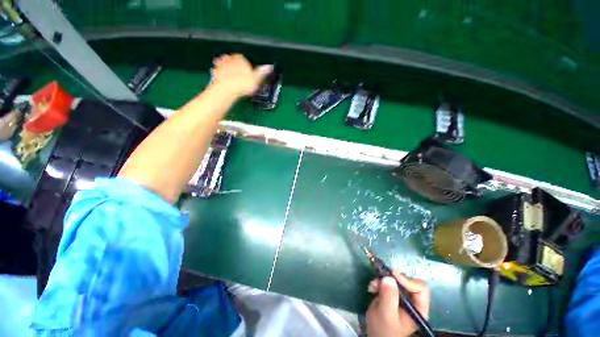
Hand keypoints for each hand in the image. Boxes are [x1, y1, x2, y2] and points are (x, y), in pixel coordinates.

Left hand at [210, 54, 272, 96]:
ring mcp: (221, 64)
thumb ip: (262, 72)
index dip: (247, 68)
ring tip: (233, 79)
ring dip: (229, 70)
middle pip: (235, 62)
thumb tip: (270, 67)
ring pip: (226, 65)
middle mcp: (230, 58)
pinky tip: (225, 80)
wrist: (226, 89)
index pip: (245, 61)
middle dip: (237, 68)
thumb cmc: (242, 84)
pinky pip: (219, 71)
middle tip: (241, 78)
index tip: (249, 75)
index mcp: (241, 59)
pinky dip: (221, 74)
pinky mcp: (215, 71)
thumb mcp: (256, 79)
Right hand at [366, 270, 430, 336]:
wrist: (375, 335)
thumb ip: (389, 296)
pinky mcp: (392, 295)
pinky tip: (372, 288)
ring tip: (373, 286)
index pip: (420, 288)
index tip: (392, 275)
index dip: (407, 280)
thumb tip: (389, 277)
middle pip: (407, 281)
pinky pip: (387, 282)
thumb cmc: (384, 329)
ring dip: (382, 280)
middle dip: (391, 279)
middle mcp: (413, 301)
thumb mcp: (386, 314)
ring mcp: (402, 298)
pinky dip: (379, 282)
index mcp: (418, 309)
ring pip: (395, 280)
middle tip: (379, 280)